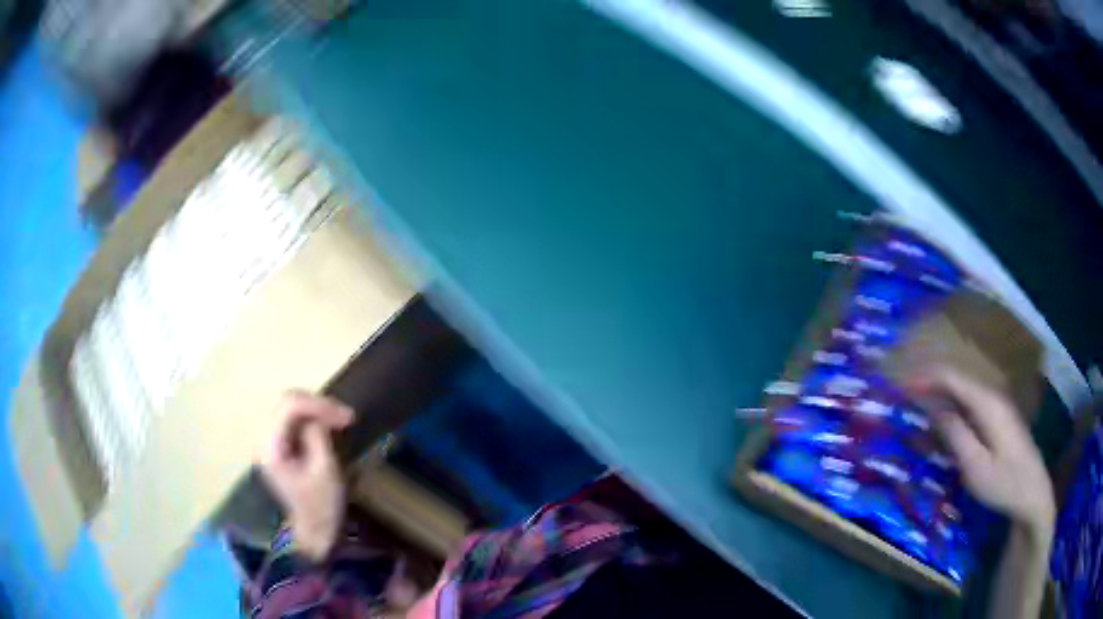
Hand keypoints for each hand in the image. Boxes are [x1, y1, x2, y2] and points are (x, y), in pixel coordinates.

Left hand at [258, 391, 353, 560]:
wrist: (313, 532)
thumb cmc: (320, 506)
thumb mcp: (324, 471)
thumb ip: (318, 436)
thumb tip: (318, 417)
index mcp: (271, 446)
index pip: (289, 407)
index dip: (319, 405)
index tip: (347, 416)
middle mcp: (265, 439)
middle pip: (287, 403)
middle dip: (317, 404)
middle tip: (345, 416)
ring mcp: (270, 443)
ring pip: (290, 409)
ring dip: (315, 410)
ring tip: (339, 419)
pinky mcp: (279, 447)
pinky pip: (292, 422)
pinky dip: (311, 419)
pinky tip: (327, 426)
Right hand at [913, 368, 1054, 534]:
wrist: (1033, 492)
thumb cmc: (1004, 482)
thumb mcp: (976, 467)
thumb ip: (956, 435)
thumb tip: (935, 409)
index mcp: (988, 404)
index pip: (954, 378)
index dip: (928, 378)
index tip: (903, 385)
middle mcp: (994, 397)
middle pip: (960, 381)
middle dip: (933, 384)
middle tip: (907, 396)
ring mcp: (999, 407)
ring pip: (966, 392)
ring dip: (943, 394)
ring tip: (921, 405)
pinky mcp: (1001, 419)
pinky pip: (973, 404)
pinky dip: (955, 406)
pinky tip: (946, 419)